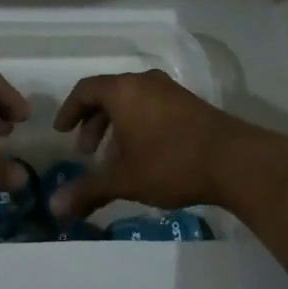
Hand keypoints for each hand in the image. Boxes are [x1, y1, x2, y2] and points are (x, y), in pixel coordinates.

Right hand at [49, 70, 287, 219]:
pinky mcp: (189, 103)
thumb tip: (54, 207)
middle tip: (88, 153)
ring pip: (132, 101)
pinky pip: (152, 106)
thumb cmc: (170, 162)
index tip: (62, 133)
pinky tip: (145, 156)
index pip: (86, 89)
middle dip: (94, 123)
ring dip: (117, 126)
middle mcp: (144, 81)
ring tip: (116, 160)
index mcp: (123, 90)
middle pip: (109, 94)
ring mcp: (170, 90)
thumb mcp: (124, 179)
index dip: (70, 110)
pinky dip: (138, 125)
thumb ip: (88, 190)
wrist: (233, 159)